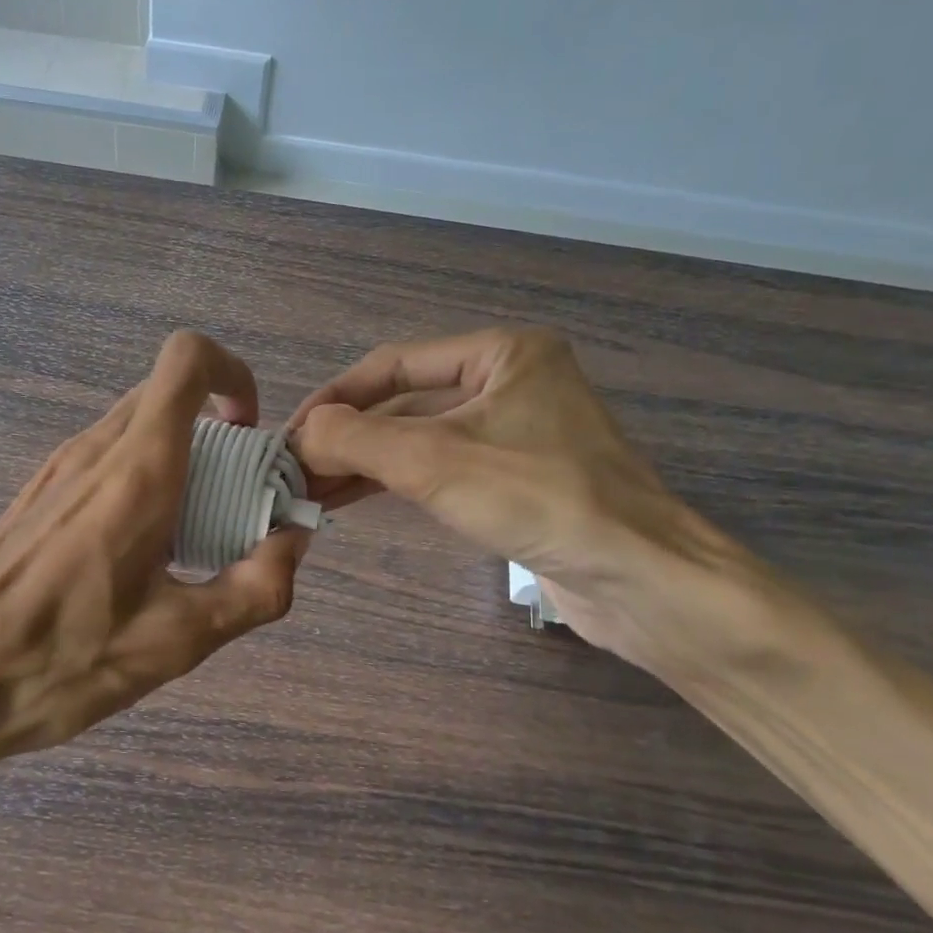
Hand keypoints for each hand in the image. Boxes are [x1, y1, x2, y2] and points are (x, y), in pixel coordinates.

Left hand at [0, 331, 307, 776]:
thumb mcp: (178, 641)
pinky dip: (144, 480)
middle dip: (218, 433)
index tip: (250, 433)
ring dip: (181, 460)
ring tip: (192, 538)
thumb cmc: (63, 659)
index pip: (186, 360)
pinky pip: (107, 459)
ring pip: (137, 428)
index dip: (232, 374)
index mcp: (137, 470)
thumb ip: (255, 588)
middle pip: (169, 396)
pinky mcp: (38, 495)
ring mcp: (59, 469)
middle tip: (235, 503)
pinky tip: (140, 556)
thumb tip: (293, 543)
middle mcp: (95, 450)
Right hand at [288, 327, 724, 664]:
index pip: (394, 363)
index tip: (291, 434)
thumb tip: (300, 434)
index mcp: (503, 352)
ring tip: (313, 487)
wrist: (640, 580)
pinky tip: (356, 497)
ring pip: (422, 438)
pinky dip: (398, 480)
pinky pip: (443, 468)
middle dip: (349, 435)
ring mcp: (517, 432)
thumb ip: (356, 439)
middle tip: (295, 468)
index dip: (336, 396)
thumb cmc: (540, 499)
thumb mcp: (435, 461)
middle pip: (406, 402)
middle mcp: (511, 382)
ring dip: (367, 461)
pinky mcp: (519, 479)